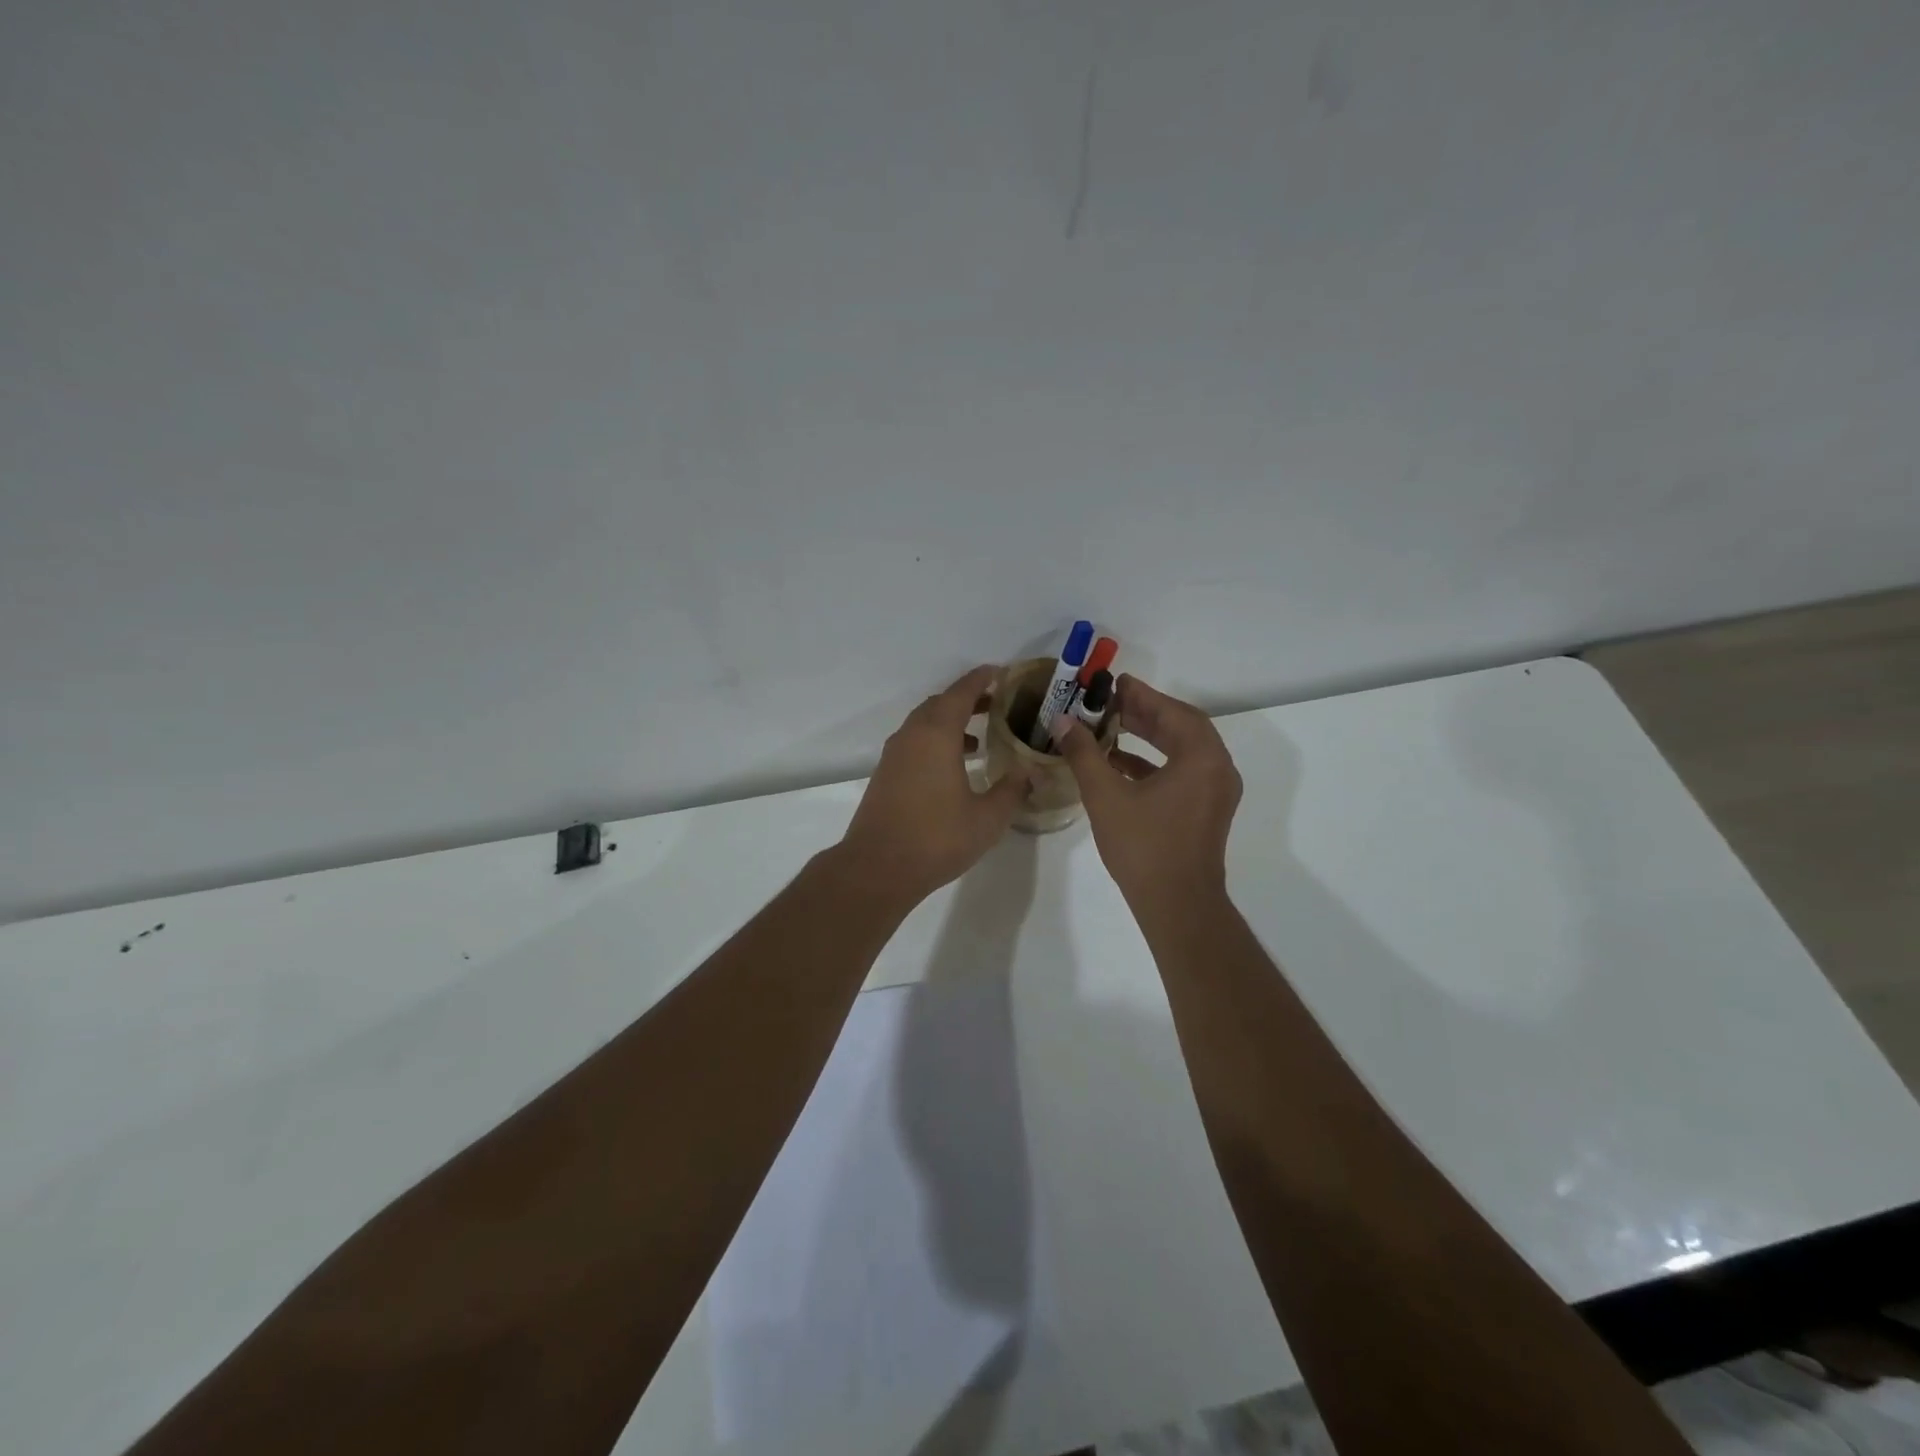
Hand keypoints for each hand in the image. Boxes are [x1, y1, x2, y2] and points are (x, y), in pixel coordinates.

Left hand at [837, 666, 1030, 905]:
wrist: (878, 868)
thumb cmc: (936, 838)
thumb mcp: (987, 818)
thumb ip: (1011, 790)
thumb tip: (1028, 772)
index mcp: (937, 735)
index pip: (961, 693)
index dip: (981, 679)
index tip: (1000, 671)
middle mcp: (912, 736)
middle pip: (940, 704)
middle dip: (967, 699)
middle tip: (996, 704)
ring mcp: (894, 755)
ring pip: (924, 724)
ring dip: (951, 722)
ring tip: (980, 738)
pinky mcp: (886, 774)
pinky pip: (915, 743)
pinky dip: (936, 742)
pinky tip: (954, 768)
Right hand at [1052, 674, 1242, 909]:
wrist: (1176, 904)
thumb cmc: (1144, 846)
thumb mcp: (1106, 795)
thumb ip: (1085, 753)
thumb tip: (1063, 721)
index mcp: (1202, 758)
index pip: (1172, 712)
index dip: (1142, 695)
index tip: (1115, 682)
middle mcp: (1217, 769)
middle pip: (1181, 727)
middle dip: (1145, 713)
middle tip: (1110, 702)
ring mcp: (1215, 792)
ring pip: (1182, 751)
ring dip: (1149, 736)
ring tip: (1111, 726)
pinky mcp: (1206, 811)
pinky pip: (1182, 773)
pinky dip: (1154, 763)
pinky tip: (1119, 763)